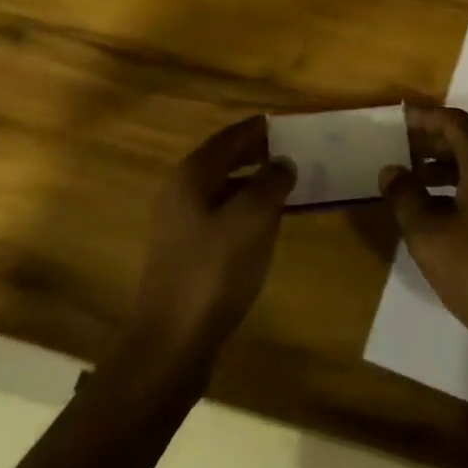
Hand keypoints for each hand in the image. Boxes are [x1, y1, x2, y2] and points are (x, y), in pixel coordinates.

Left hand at [124, 115, 294, 371]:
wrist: (172, 343)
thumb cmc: (214, 271)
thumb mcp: (252, 219)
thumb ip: (270, 182)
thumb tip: (283, 162)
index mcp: (193, 174)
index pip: (231, 136)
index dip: (261, 128)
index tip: (291, 124)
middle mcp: (181, 191)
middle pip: (225, 159)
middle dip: (258, 153)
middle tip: (295, 152)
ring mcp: (180, 223)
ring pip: (223, 188)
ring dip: (254, 183)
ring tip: (288, 186)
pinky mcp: (186, 252)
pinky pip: (221, 215)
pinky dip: (245, 210)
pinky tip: (267, 224)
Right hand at [379, 106, 467, 361]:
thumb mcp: (431, 238)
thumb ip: (406, 198)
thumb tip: (390, 170)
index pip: (454, 122)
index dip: (424, 118)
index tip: (398, 120)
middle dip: (433, 143)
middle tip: (400, 151)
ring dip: (448, 168)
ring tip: (414, 184)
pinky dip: (465, 187)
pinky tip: (442, 213)